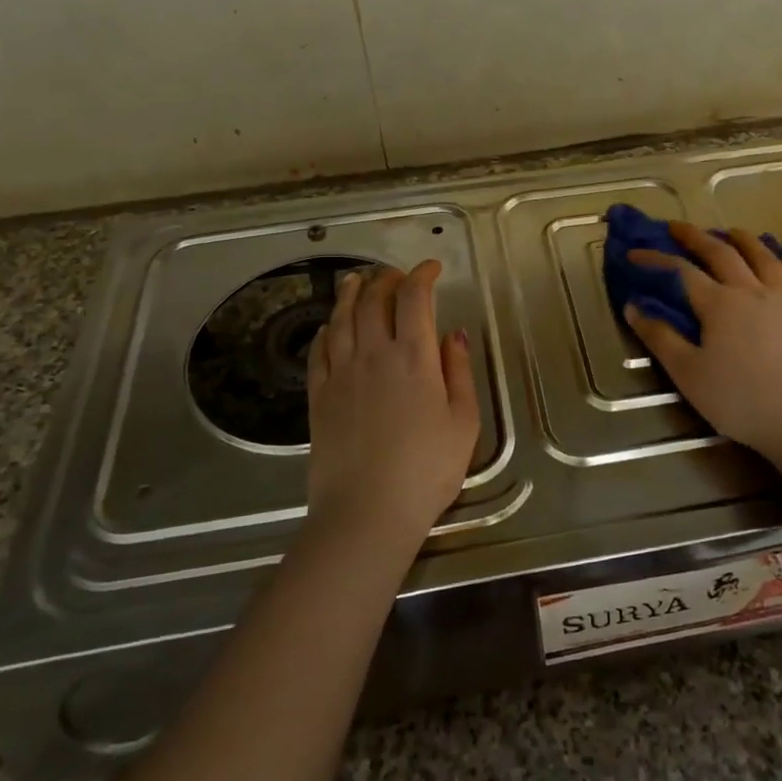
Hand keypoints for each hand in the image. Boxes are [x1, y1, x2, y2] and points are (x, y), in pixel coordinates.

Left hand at [305, 261, 480, 549]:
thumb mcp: (463, 422)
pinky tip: (330, 327)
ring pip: (341, 319)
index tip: (432, 268)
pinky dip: (326, 330)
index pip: (414, 299)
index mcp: (414, 358)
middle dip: (387, 279)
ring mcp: (340, 374)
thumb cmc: (426, 470)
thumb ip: (459, 372)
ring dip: (351, 294)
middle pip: (374, 300)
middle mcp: (374, 354)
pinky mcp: (318, 396)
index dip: (422, 275)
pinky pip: (319, 350)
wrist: (366, 512)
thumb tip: (454, 334)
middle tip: (397, 275)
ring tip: (356, 280)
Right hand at [624, 224, 781, 458]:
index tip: (635, 254)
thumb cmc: (739, 400)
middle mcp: (754, 292)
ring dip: (747, 242)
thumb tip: (633, 307)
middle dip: (697, 237)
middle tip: (679, 227)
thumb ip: (659, 338)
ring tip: (734, 232)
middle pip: (723, 254)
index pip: (681, 272)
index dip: (656, 260)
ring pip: (767, 261)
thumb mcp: (688, 374)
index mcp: (719, 304)